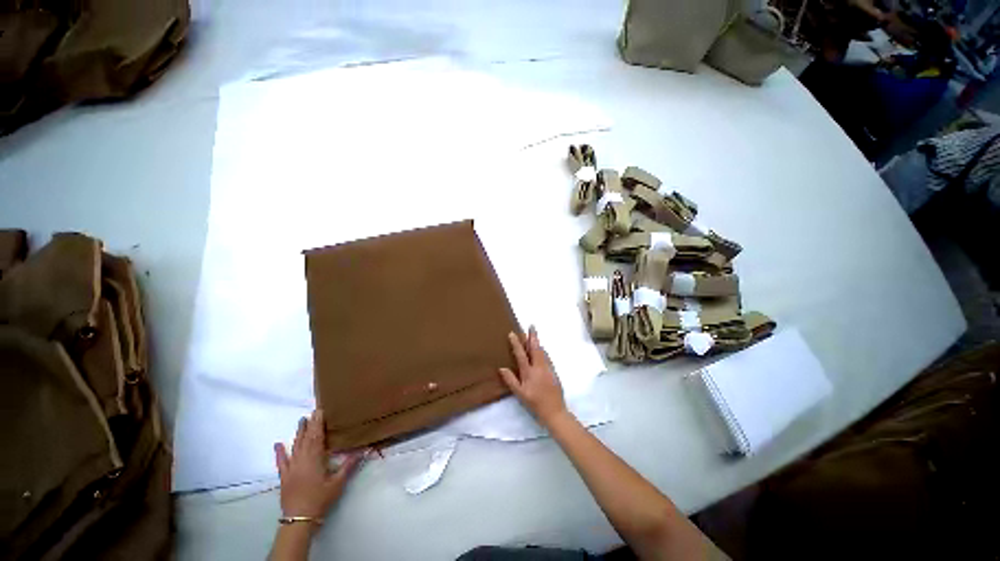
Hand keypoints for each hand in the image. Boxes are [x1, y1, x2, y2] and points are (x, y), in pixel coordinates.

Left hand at [274, 409, 362, 520]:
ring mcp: (292, 467)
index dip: (318, 423)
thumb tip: (365, 449)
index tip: (320, 410)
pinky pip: (281, 462)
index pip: (317, 436)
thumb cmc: (321, 498)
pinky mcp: (284, 476)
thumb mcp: (338, 482)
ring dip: (299, 433)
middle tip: (313, 411)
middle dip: (310, 424)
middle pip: (306, 438)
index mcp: (315, 458)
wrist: (299, 519)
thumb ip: (350, 464)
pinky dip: (280, 452)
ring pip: (295, 446)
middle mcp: (302, 459)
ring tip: (302, 420)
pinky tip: (278, 444)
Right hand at [498, 326, 568, 426]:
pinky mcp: (553, 372)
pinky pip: (547, 357)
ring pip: (542, 351)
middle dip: (532, 336)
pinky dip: (543, 351)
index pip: (521, 354)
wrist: (554, 411)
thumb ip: (511, 380)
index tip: (512, 333)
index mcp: (529, 372)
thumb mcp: (520, 394)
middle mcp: (539, 367)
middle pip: (535, 348)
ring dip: (538, 342)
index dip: (516, 343)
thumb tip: (501, 368)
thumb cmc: (535, 403)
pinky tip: (542, 350)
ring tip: (534, 335)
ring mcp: (548, 368)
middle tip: (531, 326)